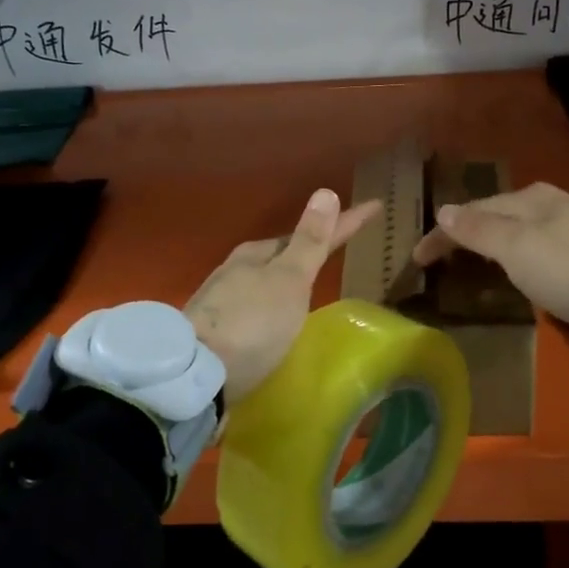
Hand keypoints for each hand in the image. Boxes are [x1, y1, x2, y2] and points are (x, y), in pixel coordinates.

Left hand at [187, 188, 380, 402]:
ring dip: (288, 278)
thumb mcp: (288, 280)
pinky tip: (277, 320)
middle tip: (340, 245)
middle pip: (283, 254)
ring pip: (264, 280)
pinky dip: (272, 305)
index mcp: (258, 254)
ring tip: (312, 284)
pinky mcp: (214, 332)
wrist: (194, 375)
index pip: (311, 233)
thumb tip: (326, 192)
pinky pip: (253, 308)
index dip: (345, 222)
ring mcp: (221, 301)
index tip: (375, 207)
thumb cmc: (252, 324)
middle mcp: (236, 270)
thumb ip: (310, 241)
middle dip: (310, 248)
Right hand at [413, 182, 568, 343]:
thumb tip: (443, 209)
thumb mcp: (517, 249)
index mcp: (531, 197)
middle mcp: (554, 202)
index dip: (442, 234)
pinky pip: (543, 243)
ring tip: (479, 263)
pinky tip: (527, 268)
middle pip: (499, 214)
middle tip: (445, 257)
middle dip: (470, 231)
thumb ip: (479, 230)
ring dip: (496, 242)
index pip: (473, 210)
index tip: (417, 259)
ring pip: (523, 228)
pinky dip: (522, 253)